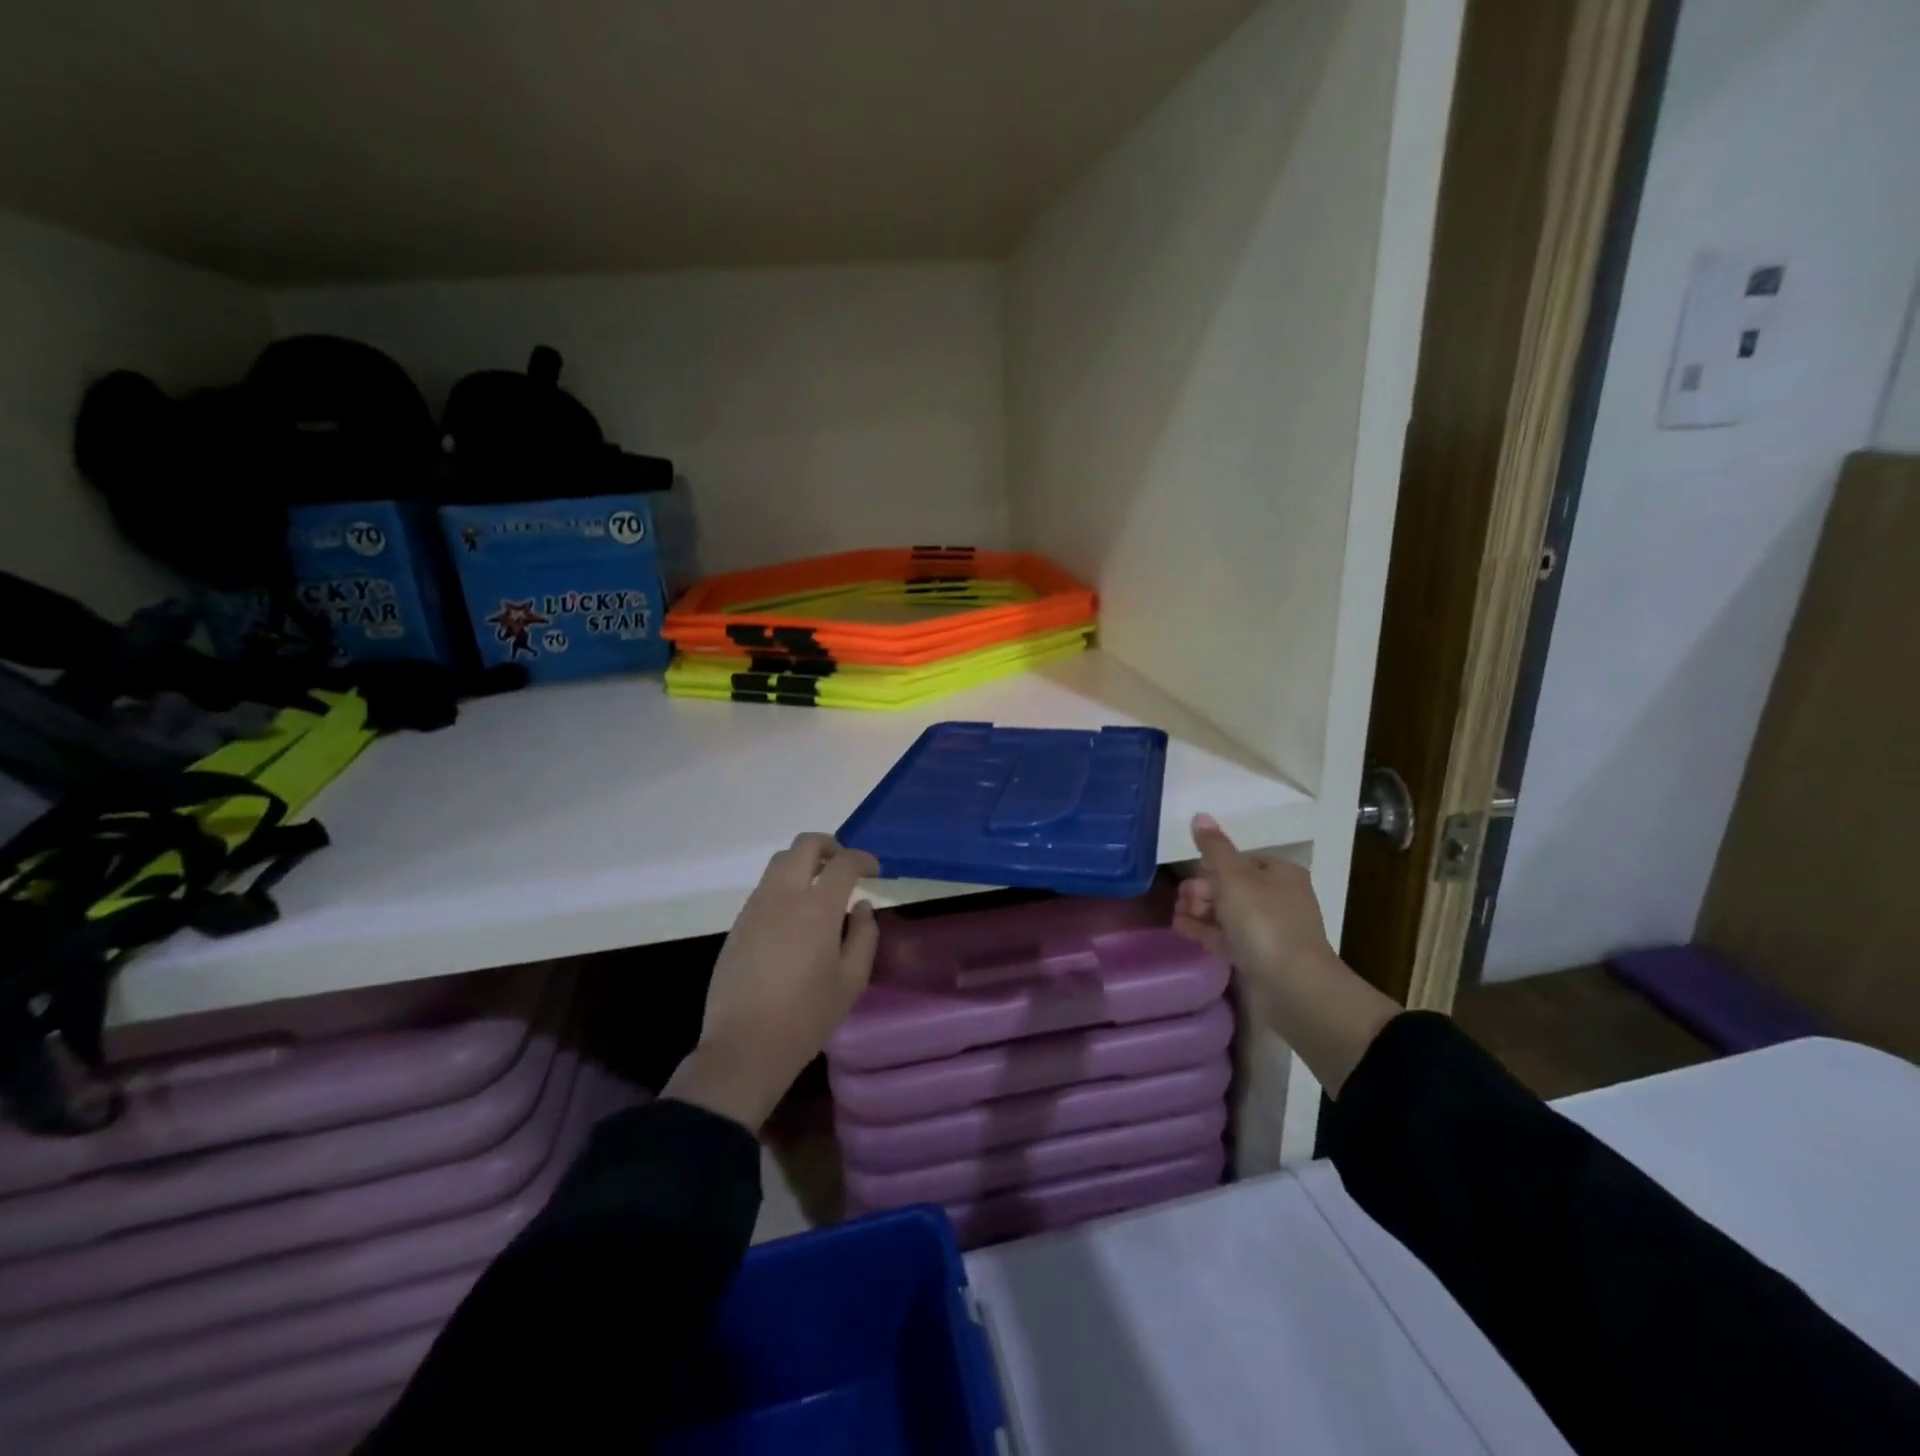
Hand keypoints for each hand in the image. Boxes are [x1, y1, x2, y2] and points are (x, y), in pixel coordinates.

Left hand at [664, 834, 879, 1130]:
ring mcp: (755, 907)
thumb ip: (863, 937)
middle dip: (830, 846)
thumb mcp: (851, 982)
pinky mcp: (739, 923)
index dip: (863, 859)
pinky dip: (785, 884)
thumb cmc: (806, 1017)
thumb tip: (861, 907)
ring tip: (821, 887)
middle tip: (845, 867)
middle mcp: (783, 896)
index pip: (843, 862)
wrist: (744, 1046)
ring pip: (780, 862)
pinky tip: (796, 915)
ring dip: (804, 863)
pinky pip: (765, 887)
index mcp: (816, 908)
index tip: (874, 870)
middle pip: (804, 845)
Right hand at [1174, 813, 1398, 1096]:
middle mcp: (1279, 898)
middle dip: (1202, 889)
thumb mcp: (1234, 877)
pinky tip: (1181, 928)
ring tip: (1176, 913)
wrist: (1293, 986)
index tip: (1191, 874)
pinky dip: (1205, 930)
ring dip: (1200, 910)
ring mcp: (1270, 931)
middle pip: (1232, 886)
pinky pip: (1227, 937)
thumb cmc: (1264, 922)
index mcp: (1281, 874)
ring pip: (1228, 913)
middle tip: (1181, 898)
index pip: (1241, 860)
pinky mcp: (1260, 957)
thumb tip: (1200, 815)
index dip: (1213, 865)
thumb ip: (1214, 848)